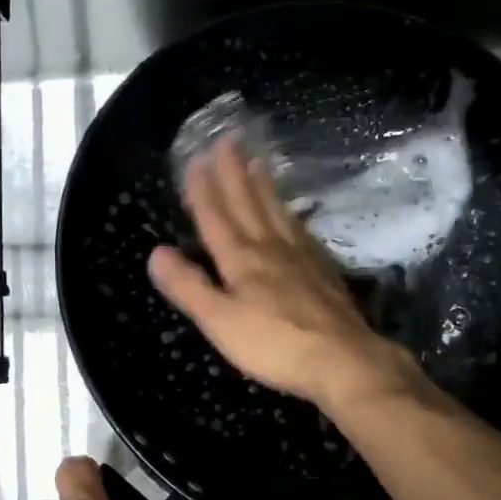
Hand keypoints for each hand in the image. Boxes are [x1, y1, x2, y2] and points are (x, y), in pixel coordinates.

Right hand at [148, 136, 420, 411]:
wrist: (343, 359)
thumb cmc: (275, 344)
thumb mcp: (219, 321)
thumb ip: (189, 287)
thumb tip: (156, 252)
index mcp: (242, 260)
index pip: (217, 217)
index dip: (204, 190)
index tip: (196, 159)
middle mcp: (271, 248)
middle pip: (249, 204)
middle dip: (235, 172)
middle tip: (229, 140)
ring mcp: (302, 257)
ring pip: (277, 212)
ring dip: (264, 185)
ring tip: (259, 161)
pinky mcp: (323, 271)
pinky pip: (301, 230)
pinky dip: (291, 213)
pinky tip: (293, 212)